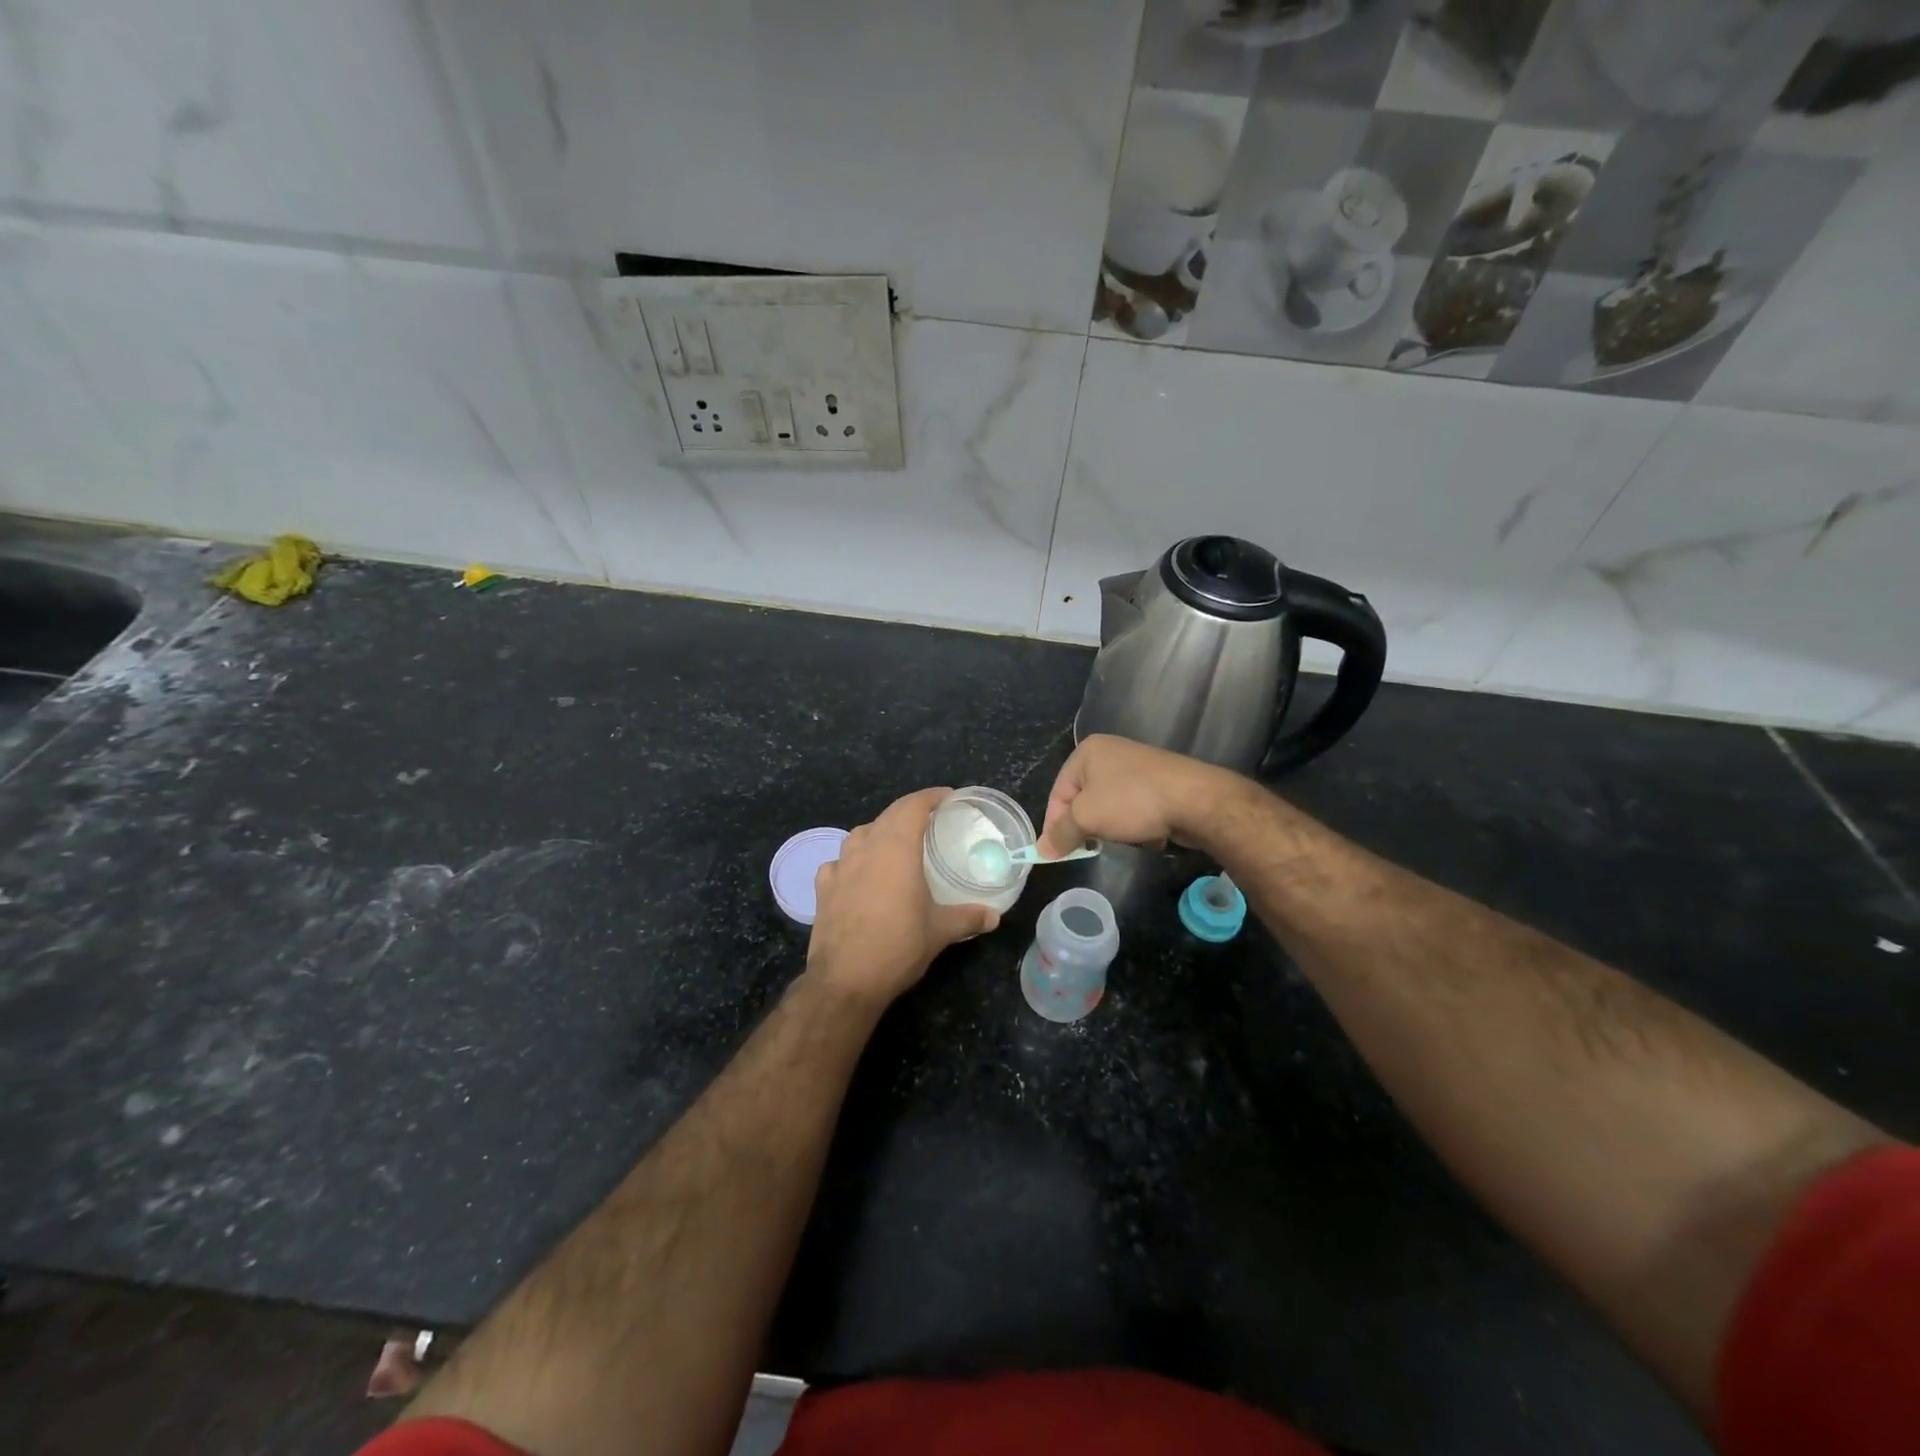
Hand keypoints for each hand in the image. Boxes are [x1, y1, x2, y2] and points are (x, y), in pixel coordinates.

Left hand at [808, 787, 997, 1006]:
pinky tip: (859, 874)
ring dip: (880, 831)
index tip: (948, 798)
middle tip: (930, 821)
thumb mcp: (940, 931)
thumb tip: (994, 916)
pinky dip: (853, 859)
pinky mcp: (823, 887)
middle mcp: (866, 847)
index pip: (913, 806)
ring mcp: (839, 866)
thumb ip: (968, 917)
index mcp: (896, 849)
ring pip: (861, 834)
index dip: (931, 797)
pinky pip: (839, 861)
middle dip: (909, 811)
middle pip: (888, 815)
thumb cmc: (898, 946)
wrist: (845, 980)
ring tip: (896, 845)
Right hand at [1039, 734, 1240, 857]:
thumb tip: (1041, 850)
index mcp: (1087, 752)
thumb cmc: (1131, 801)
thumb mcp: (1086, 817)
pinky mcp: (1159, 783)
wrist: (1195, 799)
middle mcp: (1110, 753)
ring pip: (1110, 807)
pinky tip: (1149, 833)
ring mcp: (1137, 767)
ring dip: (1114, 828)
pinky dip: (1137, 824)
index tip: (1056, 853)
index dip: (1054, 824)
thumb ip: (1061, 833)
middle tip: (1090, 848)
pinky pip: (1135, 809)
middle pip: (1084, 799)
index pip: (1058, 792)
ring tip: (1126, 837)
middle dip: (1088, 826)